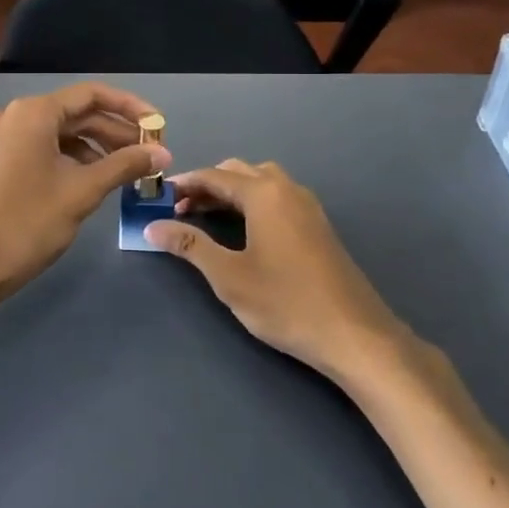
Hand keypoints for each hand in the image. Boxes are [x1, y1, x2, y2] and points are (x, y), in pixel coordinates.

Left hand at [0, 83, 171, 322]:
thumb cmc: (27, 223)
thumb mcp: (82, 192)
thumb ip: (124, 165)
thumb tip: (163, 153)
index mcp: (33, 112)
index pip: (92, 95)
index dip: (130, 107)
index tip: (159, 126)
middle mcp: (15, 115)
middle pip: (77, 114)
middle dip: (116, 132)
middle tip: (151, 155)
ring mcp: (3, 138)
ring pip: (61, 133)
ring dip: (96, 148)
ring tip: (129, 171)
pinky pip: (44, 149)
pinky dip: (73, 159)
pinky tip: (95, 179)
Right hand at [145, 159, 414, 384]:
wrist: (356, 335)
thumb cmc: (286, 303)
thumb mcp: (229, 277)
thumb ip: (190, 246)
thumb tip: (152, 226)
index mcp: (264, 194)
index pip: (214, 176)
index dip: (184, 184)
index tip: (158, 198)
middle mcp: (287, 189)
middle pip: (238, 172)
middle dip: (207, 185)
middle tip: (180, 210)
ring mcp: (307, 206)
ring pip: (261, 182)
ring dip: (231, 191)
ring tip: (207, 217)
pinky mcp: (318, 226)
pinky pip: (277, 198)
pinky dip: (252, 202)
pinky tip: (243, 230)